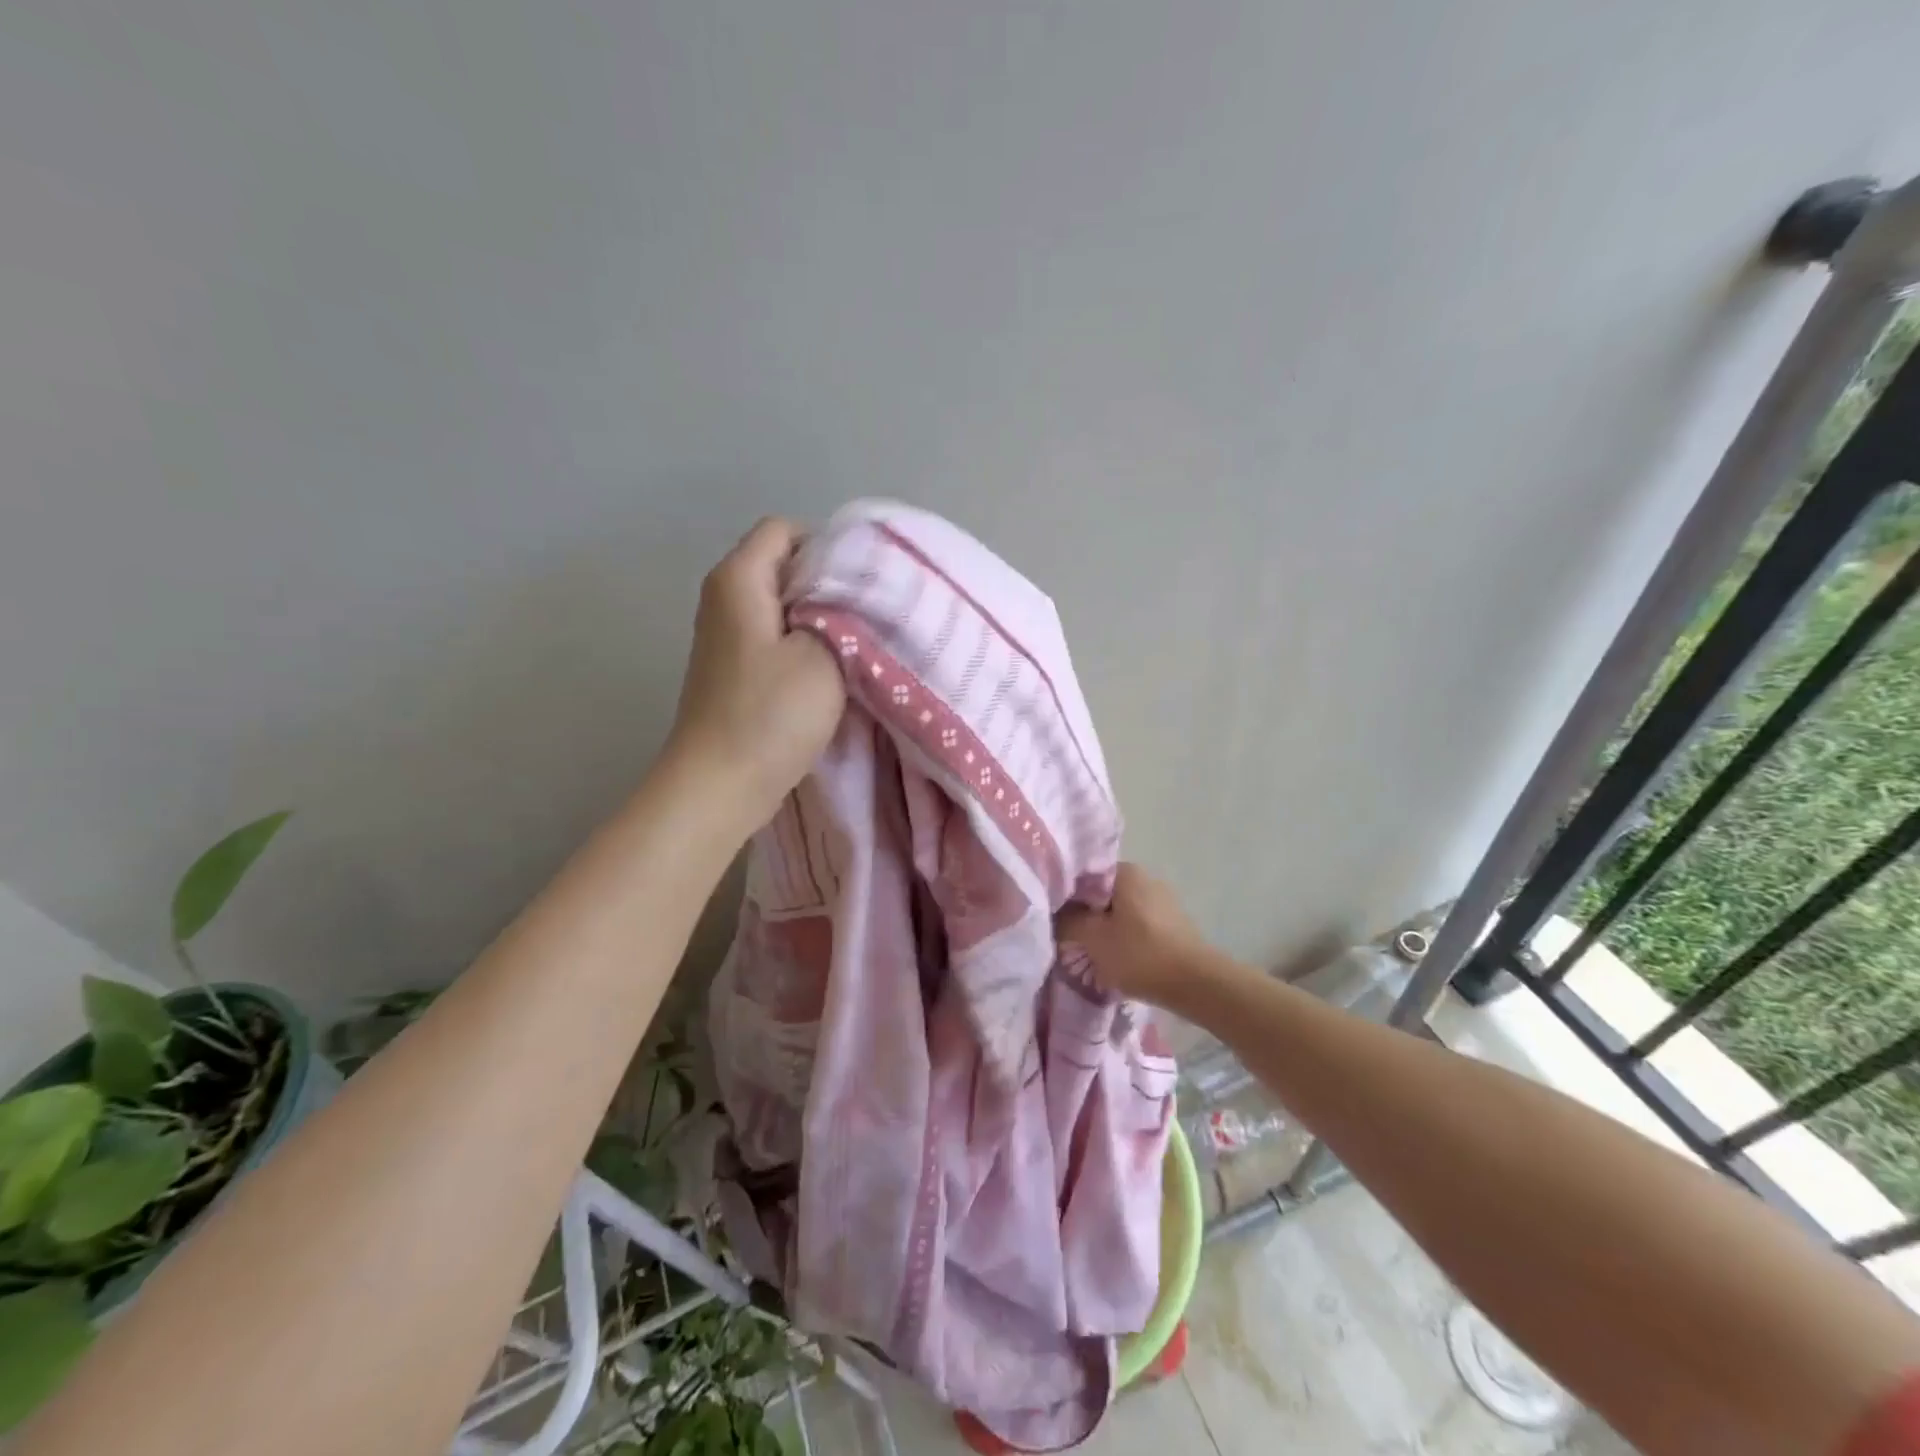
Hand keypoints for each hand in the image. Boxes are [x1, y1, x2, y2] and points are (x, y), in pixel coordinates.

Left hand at [666, 518, 845, 826]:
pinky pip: (776, 637)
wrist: (719, 785)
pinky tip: (831, 670)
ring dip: (821, 618)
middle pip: (784, 565)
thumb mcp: (823, 654)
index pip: (786, 529)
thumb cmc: (770, 715)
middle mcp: (724, 597)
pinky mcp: (735, 668)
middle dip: (829, 583)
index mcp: (738, 579)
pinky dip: (805, 645)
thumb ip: (841, 610)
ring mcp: (727, 635)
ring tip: (857, 642)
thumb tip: (849, 589)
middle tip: (870, 612)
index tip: (864, 582)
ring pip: (783, 605)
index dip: (828, 547)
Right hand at [1056, 863, 1213, 1009]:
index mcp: (1126, 872)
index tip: (1053, 917)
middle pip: (1101, 894)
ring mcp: (1162, 901)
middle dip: (1085, 916)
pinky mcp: (1172, 924)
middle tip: (1069, 940)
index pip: (1084, 875)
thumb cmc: (1140, 954)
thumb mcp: (1094, 939)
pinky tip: (1116, 960)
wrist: (1197, 984)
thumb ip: (1068, 921)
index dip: (1065, 896)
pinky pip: (1136, 925)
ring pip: (1119, 912)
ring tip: (1090, 954)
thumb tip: (1055, 913)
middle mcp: (1146, 878)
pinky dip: (1123, 939)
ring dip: (1104, 930)